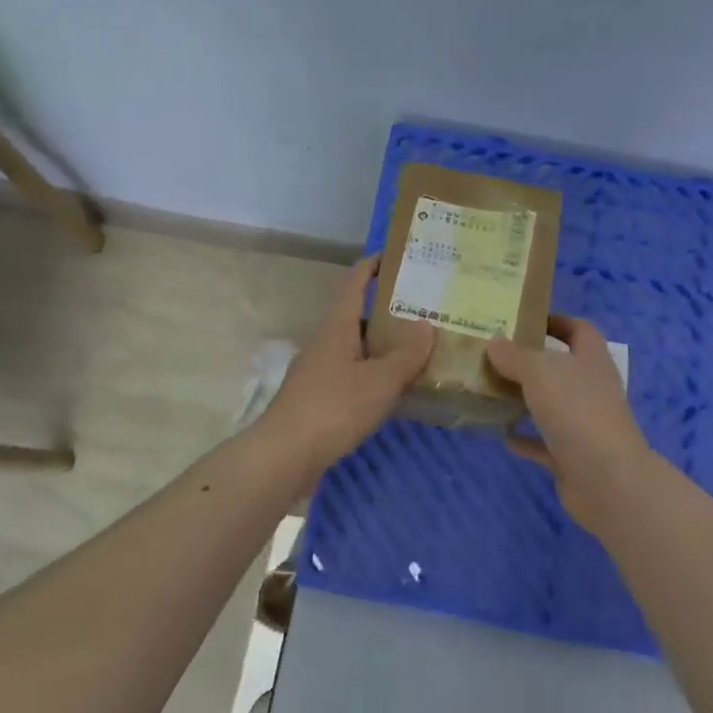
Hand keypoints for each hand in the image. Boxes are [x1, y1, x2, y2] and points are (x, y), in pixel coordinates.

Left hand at [255, 255, 433, 474]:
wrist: (285, 456)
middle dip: (390, 310)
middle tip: (427, 309)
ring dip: (384, 346)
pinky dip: (375, 374)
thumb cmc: (333, 408)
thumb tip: (426, 324)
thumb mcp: (379, 380)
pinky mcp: (320, 398)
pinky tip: (397, 388)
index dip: (374, 264)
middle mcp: (326, 342)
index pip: (354, 281)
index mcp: (337, 326)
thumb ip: (406, 354)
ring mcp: (320, 371)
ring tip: (421, 348)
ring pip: (357, 348)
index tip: (400, 256)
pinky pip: (354, 375)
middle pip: (358, 315)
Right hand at [486, 315, 651, 531]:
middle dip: (531, 361)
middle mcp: (591, 388)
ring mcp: (584, 424)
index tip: (523, 320)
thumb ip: (514, 356)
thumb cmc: (577, 411)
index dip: (555, 321)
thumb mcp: (539, 372)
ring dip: (525, 399)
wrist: (607, 480)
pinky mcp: (573, 456)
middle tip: (494, 355)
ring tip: (491, 391)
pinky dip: (525, 439)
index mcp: (591, 359)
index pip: (578, 329)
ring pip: (552, 404)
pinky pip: (544, 443)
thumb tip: (494, 342)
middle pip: (562, 367)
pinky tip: (501, 435)